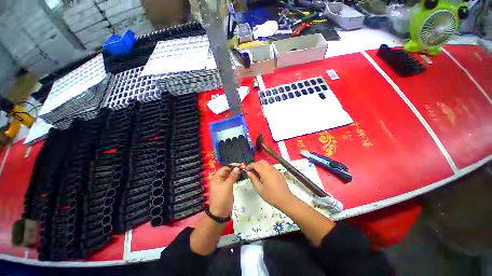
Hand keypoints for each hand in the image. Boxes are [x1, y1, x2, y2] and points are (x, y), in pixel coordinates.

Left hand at [208, 165, 241, 216]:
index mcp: (216, 177)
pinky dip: (236, 177)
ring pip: (230, 175)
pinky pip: (231, 180)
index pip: (225, 168)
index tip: (241, 165)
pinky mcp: (227, 187)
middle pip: (228, 171)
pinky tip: (241, 175)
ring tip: (244, 170)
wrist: (220, 213)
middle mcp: (219, 179)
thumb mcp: (227, 186)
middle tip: (244, 167)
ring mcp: (223, 183)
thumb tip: (237, 168)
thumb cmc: (222, 198)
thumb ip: (232, 176)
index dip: (233, 166)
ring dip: (236, 173)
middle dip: (235, 169)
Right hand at [246, 160, 294, 208]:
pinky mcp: (279, 173)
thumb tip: (248, 172)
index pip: (256, 165)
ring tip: (257, 175)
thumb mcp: (259, 189)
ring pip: (266, 164)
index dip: (250, 166)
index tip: (246, 169)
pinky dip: (265, 169)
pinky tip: (264, 178)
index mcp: (265, 172)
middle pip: (261, 162)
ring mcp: (275, 170)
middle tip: (252, 171)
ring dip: (260, 167)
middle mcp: (271, 169)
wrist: (285, 200)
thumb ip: (253, 179)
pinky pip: (270, 168)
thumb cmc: (271, 196)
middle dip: (255, 165)